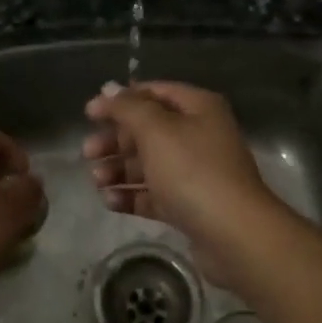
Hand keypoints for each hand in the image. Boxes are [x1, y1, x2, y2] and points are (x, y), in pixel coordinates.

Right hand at [82, 82, 283, 265]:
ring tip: (96, 180)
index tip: (89, 114)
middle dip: (116, 140)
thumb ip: (128, 107)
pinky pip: (155, 194)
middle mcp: (199, 135)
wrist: (235, 234)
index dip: (120, 100)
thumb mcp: (156, 130)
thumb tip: (109, 88)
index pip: (154, 92)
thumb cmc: (193, 171)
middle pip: (148, 130)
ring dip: (119, 169)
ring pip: (149, 164)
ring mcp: (196, 172)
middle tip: (87, 152)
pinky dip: (132, 195)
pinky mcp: (191, 205)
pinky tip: (110, 202)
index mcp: (198, 108)